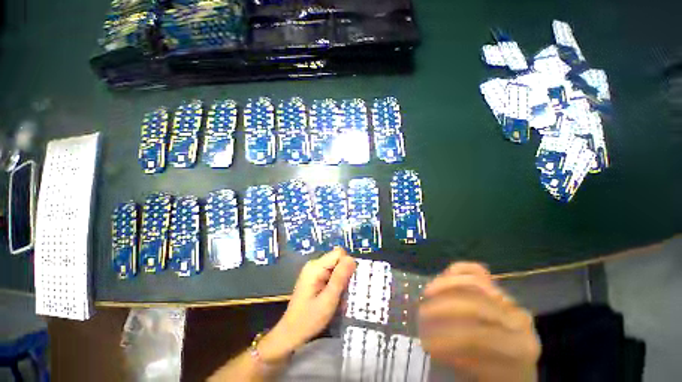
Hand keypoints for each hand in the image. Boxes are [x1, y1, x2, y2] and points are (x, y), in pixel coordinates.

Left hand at [259, 248, 356, 362]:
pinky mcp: (315, 278)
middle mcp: (314, 264)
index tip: (347, 283)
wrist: (291, 334)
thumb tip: (352, 259)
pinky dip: (336, 286)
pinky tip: (333, 299)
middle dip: (344, 276)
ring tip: (338, 300)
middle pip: (338, 260)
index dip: (347, 266)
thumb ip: (340, 278)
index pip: (339, 253)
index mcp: (316, 266)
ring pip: (337, 268)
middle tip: (343, 294)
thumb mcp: (328, 300)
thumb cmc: (309, 319)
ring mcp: (314, 271)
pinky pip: (332, 275)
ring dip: (341, 283)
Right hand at [418, 262, 540, 381]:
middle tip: (421, 315)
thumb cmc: (498, 377)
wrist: (517, 369)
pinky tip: (443, 276)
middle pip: (475, 306)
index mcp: (519, 349)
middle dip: (442, 309)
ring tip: (427, 293)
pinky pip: (477, 271)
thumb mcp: (481, 376)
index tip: (425, 344)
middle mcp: (518, 321)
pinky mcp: (498, 290)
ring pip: (476, 282)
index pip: (477, 338)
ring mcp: (509, 302)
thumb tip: (429, 341)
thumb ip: (460, 359)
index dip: (447, 340)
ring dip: (445, 285)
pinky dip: (458, 270)